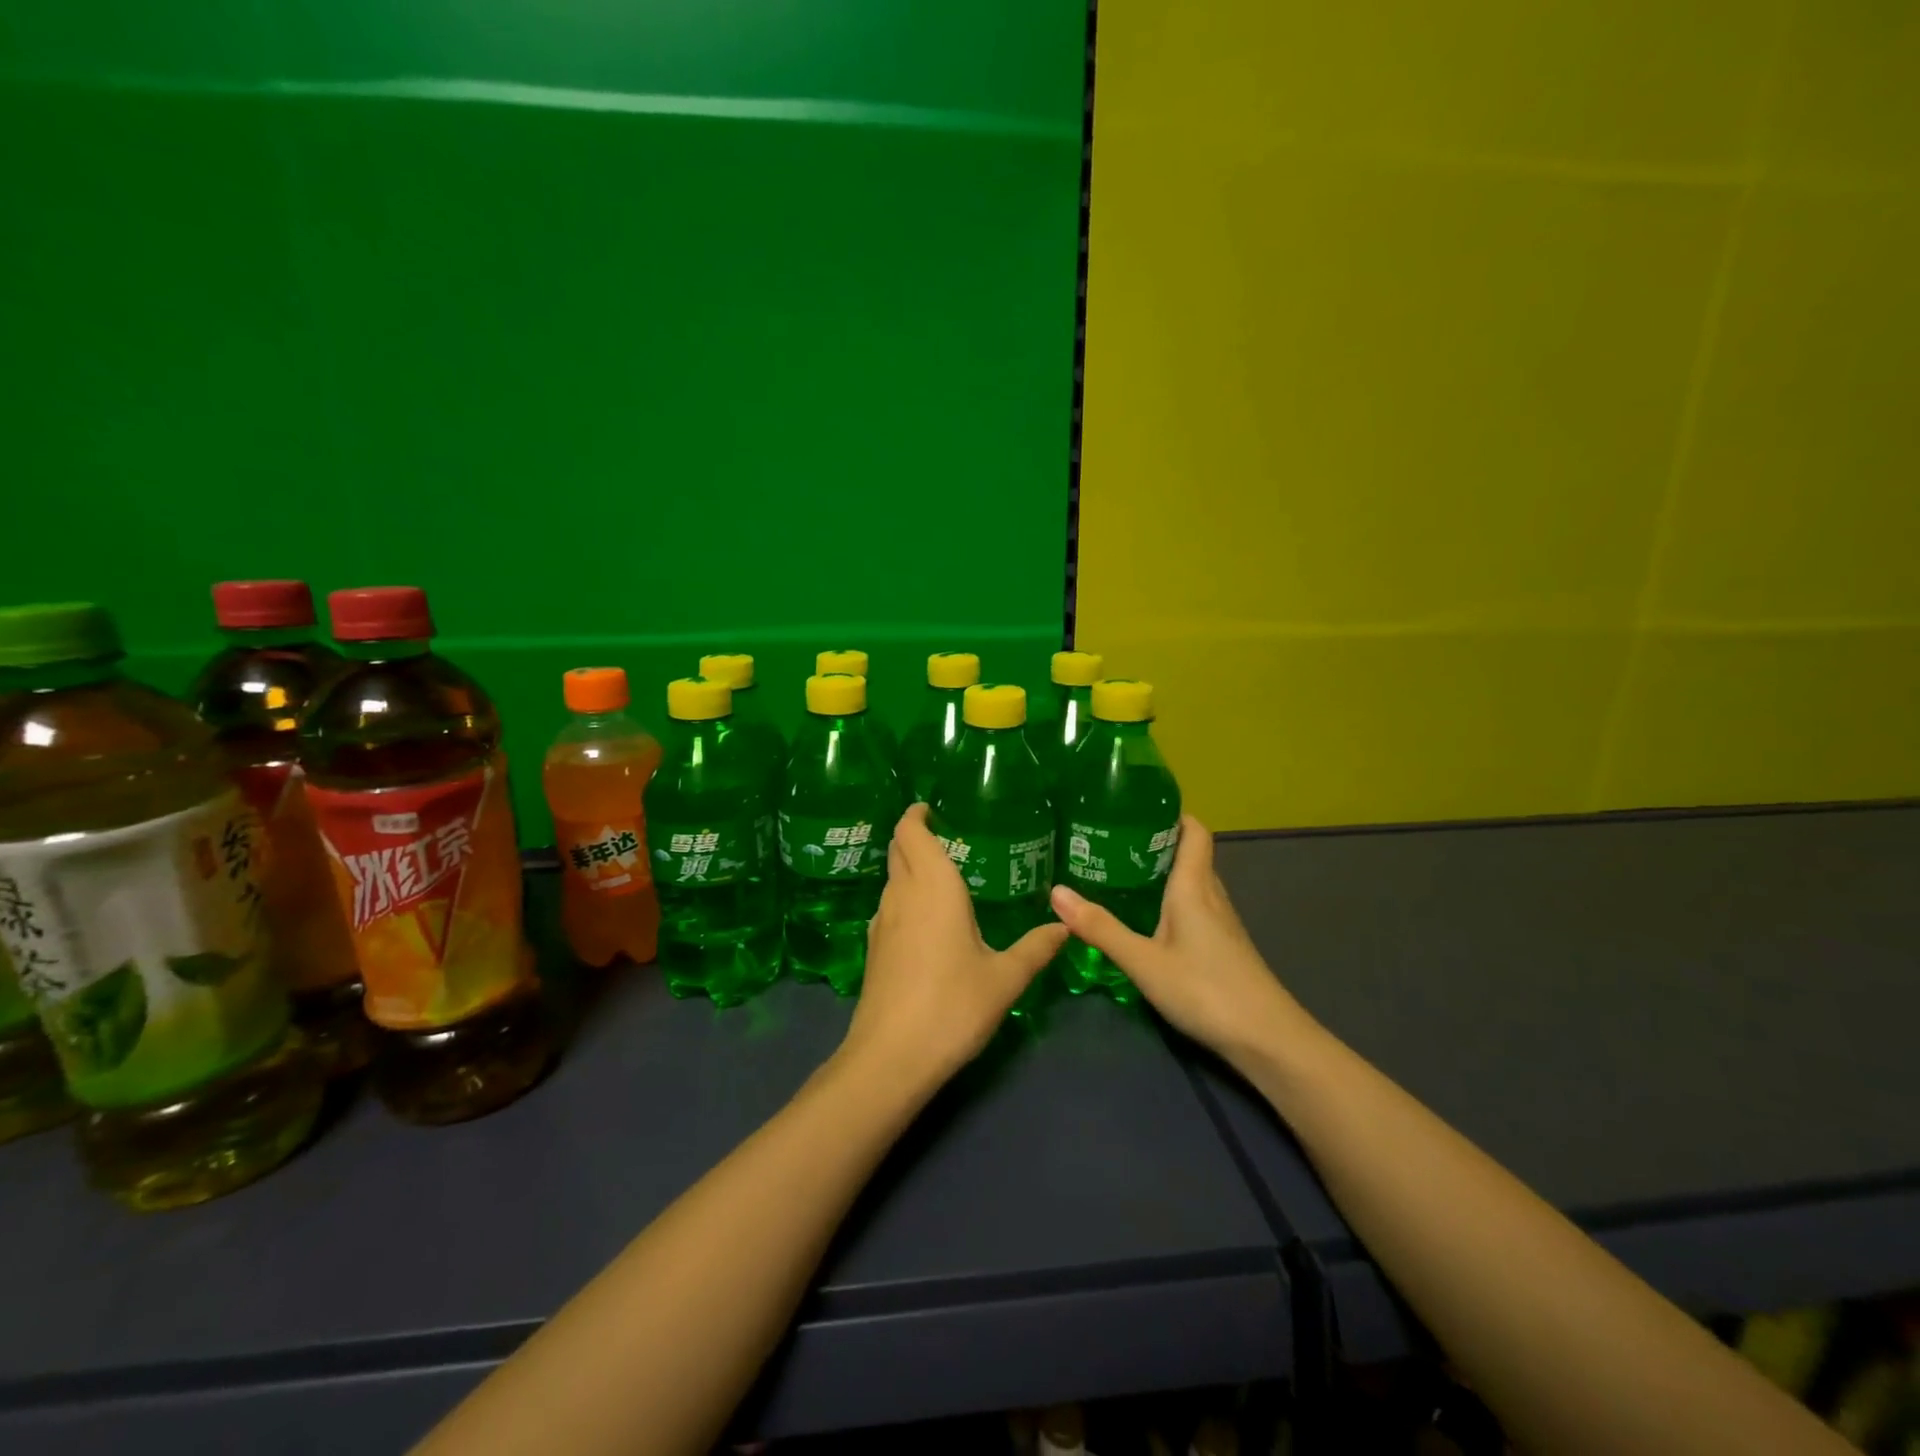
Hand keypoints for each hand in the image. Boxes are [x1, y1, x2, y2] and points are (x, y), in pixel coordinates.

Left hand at [841, 803, 1067, 1088]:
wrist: (891, 1058)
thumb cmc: (952, 1006)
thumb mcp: (1005, 978)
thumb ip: (1036, 948)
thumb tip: (1065, 926)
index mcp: (933, 887)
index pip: (910, 832)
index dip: (916, 815)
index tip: (932, 808)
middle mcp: (901, 895)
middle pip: (898, 850)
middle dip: (914, 836)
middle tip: (947, 837)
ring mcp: (881, 923)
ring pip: (892, 879)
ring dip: (910, 868)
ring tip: (944, 877)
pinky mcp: (873, 950)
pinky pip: (889, 906)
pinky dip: (905, 897)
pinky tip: (928, 921)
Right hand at [1049, 816, 1311, 1068]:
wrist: (1267, 1040)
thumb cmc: (1205, 990)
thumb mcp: (1143, 961)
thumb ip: (1101, 928)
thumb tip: (1056, 892)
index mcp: (1194, 886)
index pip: (1193, 831)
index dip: (1170, 814)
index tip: (1134, 808)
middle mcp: (1211, 896)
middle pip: (1188, 854)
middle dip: (1153, 843)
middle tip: (1109, 841)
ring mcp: (1221, 923)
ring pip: (1190, 883)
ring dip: (1160, 873)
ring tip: (1117, 874)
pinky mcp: (1222, 946)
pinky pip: (1193, 907)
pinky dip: (1168, 901)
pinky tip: (1144, 919)